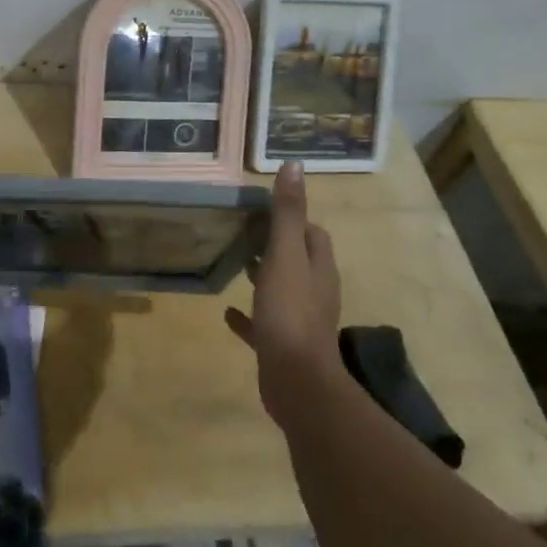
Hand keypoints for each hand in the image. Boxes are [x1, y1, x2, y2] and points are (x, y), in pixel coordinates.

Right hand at [226, 161, 342, 420]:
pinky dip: (248, 315)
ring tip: (237, 263)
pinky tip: (227, 311)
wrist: (296, 381)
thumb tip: (294, 165)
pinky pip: (264, 323)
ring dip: (265, 276)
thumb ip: (287, 213)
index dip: (295, 220)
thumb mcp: (285, 255)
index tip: (266, 210)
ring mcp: (300, 320)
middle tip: (246, 232)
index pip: (314, 234)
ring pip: (283, 290)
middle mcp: (315, 292)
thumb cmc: (290, 312)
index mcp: (319, 268)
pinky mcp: (283, 346)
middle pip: (299, 261)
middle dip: (278, 245)